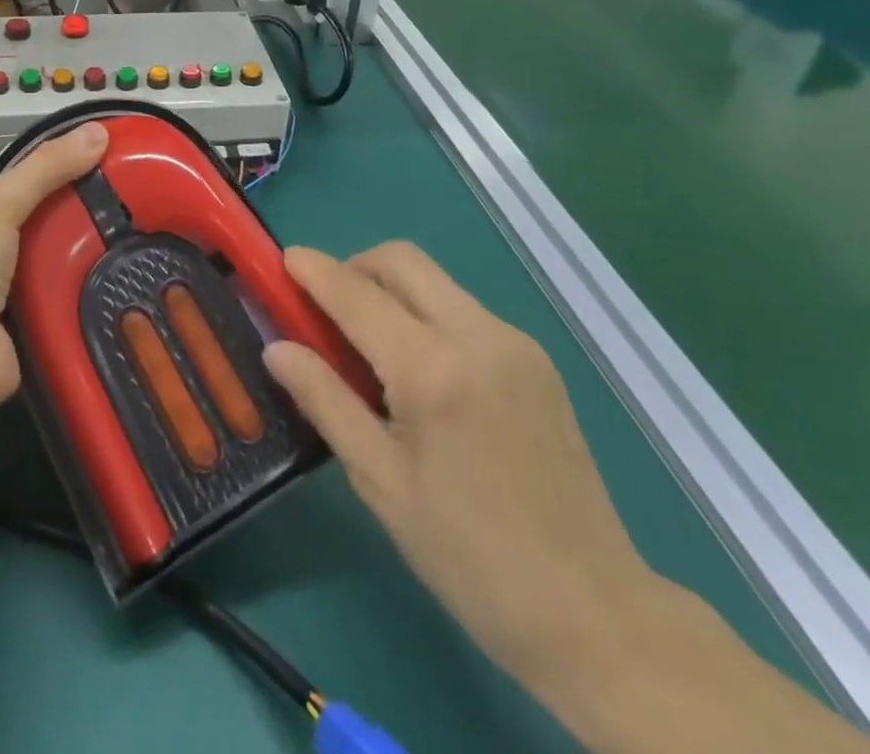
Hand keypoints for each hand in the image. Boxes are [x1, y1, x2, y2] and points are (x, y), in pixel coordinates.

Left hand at [0, 122, 108, 413]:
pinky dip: (84, 282)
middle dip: (73, 204)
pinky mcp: (25, 321)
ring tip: (134, 223)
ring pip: (51, 254)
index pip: (9, 178)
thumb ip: (46, 167)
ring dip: (83, 244)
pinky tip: (121, 267)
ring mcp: (1, 289)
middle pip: (35, 216)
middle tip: (125, 188)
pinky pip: (61, 292)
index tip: (94, 152)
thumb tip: (98, 129)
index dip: (47, 162)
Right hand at [263, 242, 656, 697]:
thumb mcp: (380, 482)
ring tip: (369, 345)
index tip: (284, 258)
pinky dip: (426, 314)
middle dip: (355, 266)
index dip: (314, 271)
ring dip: (391, 289)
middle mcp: (477, 336)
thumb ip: (324, 400)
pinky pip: (464, 309)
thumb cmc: (468, 556)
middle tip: (326, 307)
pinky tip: (420, 370)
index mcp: (433, 370)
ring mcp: (514, 343)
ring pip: (435, 281)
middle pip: (402, 260)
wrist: (593, 612)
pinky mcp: (536, 359)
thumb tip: (277, 348)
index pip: (357, 294)